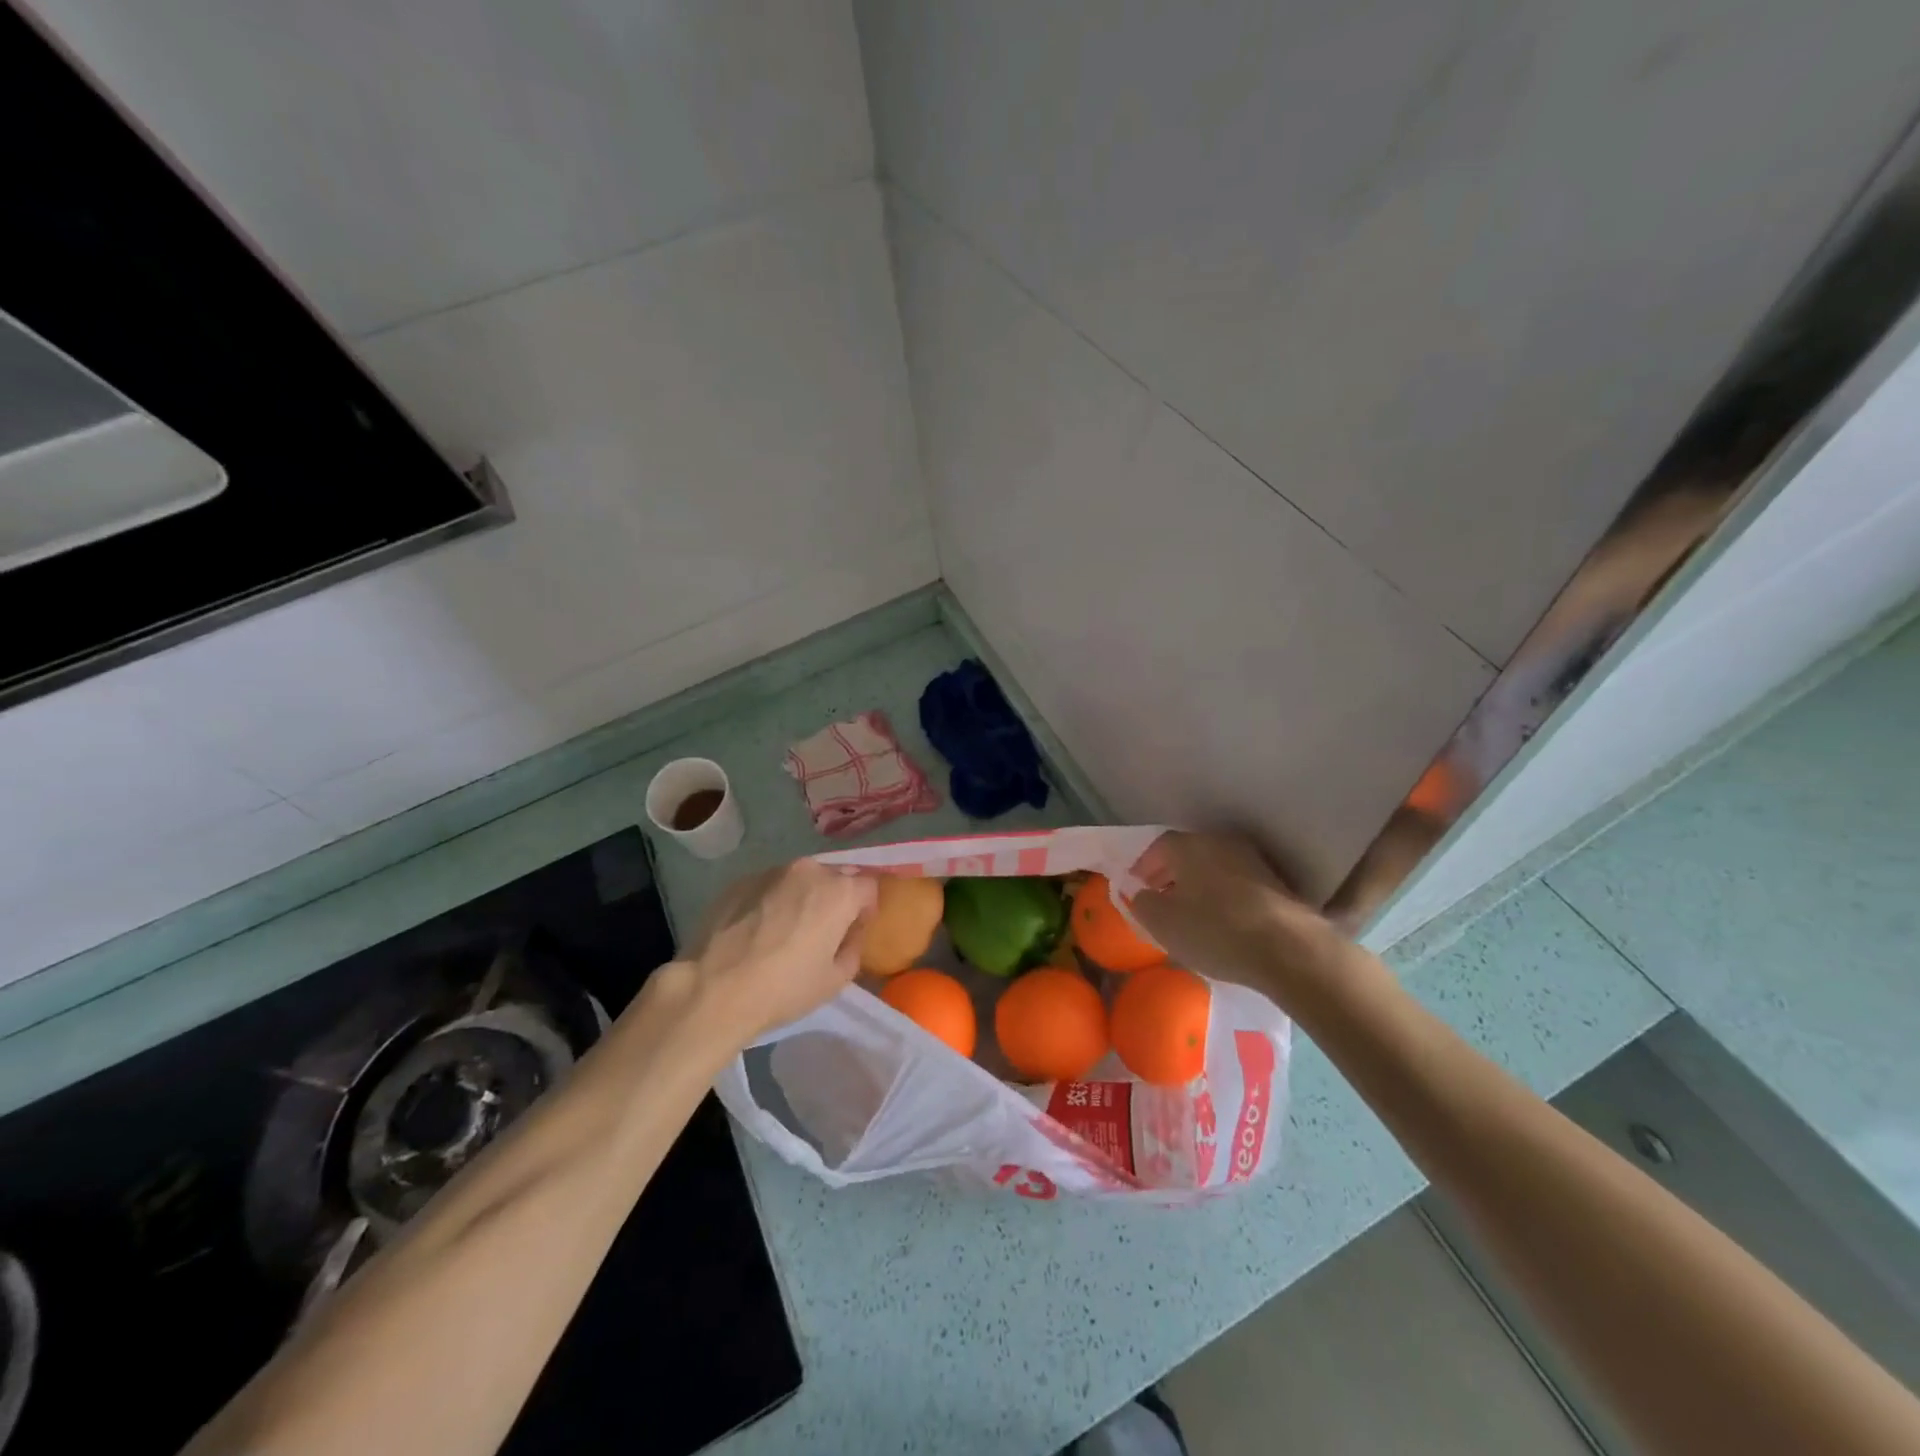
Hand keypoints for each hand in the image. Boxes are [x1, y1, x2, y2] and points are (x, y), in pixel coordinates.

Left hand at [684, 859, 876, 1041]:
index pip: (869, 887)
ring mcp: (770, 872)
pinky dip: (771, 901)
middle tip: (820, 932)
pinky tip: (756, 931)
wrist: (712, 990)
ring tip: (784, 930)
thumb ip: (854, 947)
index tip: (852, 933)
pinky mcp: (740, 881)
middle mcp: (808, 870)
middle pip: (834, 877)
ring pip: (799, 879)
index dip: (865, 911)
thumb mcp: (836, 980)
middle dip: (834, 899)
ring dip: (801, 897)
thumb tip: (849, 933)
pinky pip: (769, 886)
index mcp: (839, 891)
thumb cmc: (783, 989)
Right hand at [1129, 832, 1343, 1006]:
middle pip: (1187, 854)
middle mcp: (1220, 842)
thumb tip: (1143, 895)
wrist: (1288, 949)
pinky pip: (1236, 883)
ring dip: (1198, 885)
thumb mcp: (1162, 923)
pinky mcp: (1276, 883)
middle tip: (1159, 898)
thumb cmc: (1214, 930)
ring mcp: (1252, 860)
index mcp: (1189, 845)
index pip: (1158, 847)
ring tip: (1189, 912)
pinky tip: (1220, 921)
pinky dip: (1222, 896)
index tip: (1136, 887)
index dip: (1143, 867)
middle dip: (1170, 874)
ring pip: (1213, 868)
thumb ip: (1142, 903)